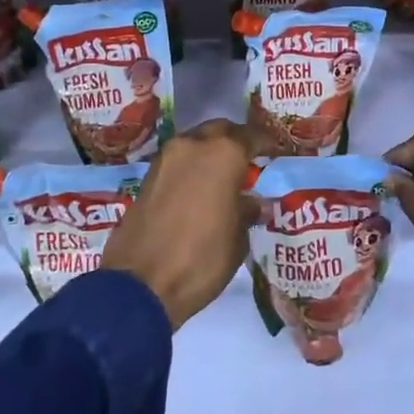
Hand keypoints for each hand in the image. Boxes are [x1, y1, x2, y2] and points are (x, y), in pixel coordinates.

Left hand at [101, 120, 260, 329]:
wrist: (140, 283)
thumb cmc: (201, 259)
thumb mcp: (237, 240)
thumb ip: (247, 212)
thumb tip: (254, 203)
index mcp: (223, 154)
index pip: (250, 136)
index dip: (265, 143)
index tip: (274, 152)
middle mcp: (192, 145)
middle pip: (219, 130)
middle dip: (234, 141)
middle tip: (247, 160)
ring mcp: (165, 158)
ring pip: (195, 143)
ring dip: (209, 153)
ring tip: (223, 176)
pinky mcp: (146, 176)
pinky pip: (177, 161)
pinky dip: (190, 168)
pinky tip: (199, 189)